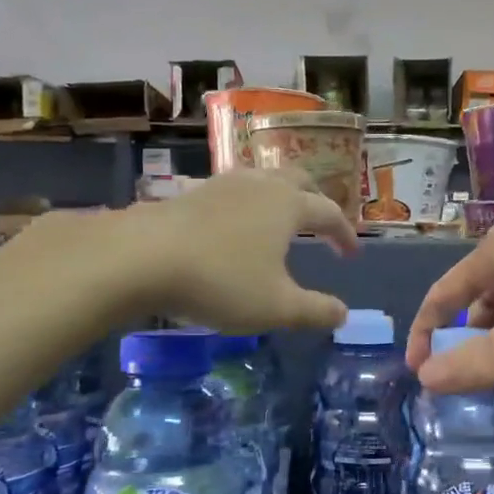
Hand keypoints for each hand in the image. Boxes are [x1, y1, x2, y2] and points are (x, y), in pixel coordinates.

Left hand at [120, 170, 357, 332]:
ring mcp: (222, 184)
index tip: (351, 254)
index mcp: (288, 205)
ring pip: (263, 179)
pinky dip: (246, 203)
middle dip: (316, 199)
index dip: (345, 233)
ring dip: (280, 196)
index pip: (329, 212)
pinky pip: (232, 190)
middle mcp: (260, 185)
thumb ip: (315, 311)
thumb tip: (343, 314)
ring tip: (278, 220)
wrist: (141, 257)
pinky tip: (233, 224)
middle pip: (299, 180)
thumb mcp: (276, 307)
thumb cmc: (220, 280)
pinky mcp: (191, 192)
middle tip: (322, 224)